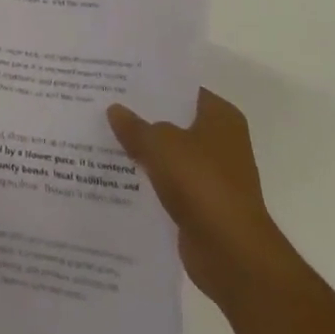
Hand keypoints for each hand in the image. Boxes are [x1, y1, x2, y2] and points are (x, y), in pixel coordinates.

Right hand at [108, 89, 293, 303]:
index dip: (151, 83)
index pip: (181, 88)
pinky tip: (117, 174)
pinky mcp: (203, 205)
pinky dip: (149, 181)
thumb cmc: (202, 183)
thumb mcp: (160, 144)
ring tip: (103, 136)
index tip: (119, 79)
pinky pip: (169, 183)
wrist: (232, 254)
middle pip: (174, 120)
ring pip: (170, 153)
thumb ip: (135, 126)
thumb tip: (115, 110)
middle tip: (104, 104)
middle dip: (143, 116)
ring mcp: (213, 175)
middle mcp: (221, 141)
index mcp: (220, 116)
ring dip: (144, 151)